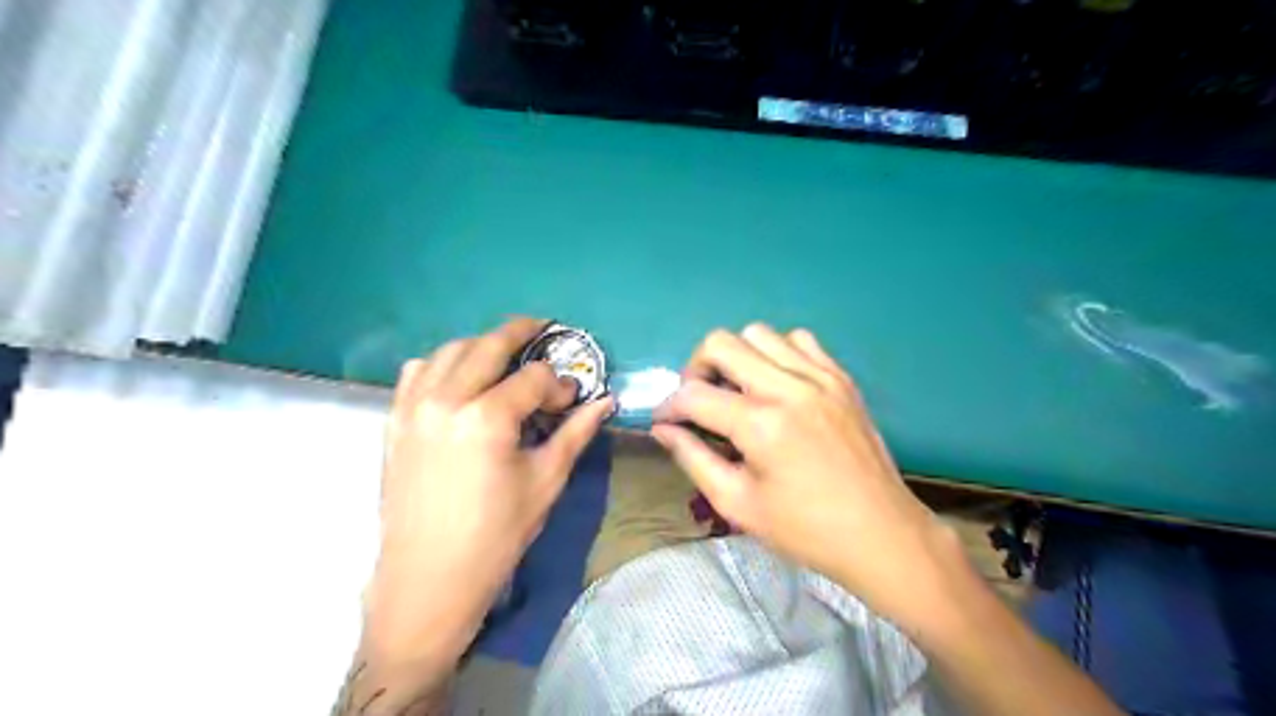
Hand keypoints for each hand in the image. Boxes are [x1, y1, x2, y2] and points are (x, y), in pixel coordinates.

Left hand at [360, 320, 614, 664]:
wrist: (428, 579)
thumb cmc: (495, 536)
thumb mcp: (545, 481)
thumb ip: (576, 432)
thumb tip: (605, 401)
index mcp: (487, 418)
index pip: (534, 378)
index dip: (559, 385)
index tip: (571, 401)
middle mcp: (445, 400)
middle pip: (488, 345)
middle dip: (521, 333)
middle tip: (543, 330)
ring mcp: (412, 408)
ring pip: (449, 351)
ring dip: (481, 346)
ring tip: (504, 359)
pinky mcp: (393, 422)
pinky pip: (416, 373)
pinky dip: (442, 364)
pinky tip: (459, 381)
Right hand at [658, 324, 944, 619]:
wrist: (882, 534)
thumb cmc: (805, 530)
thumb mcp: (738, 504)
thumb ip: (693, 458)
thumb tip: (662, 428)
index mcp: (761, 425)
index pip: (693, 394)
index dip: (669, 406)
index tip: (666, 422)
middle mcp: (789, 388)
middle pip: (721, 343)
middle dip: (696, 369)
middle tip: (701, 401)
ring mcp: (820, 377)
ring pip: (759, 333)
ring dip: (737, 357)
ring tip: (739, 391)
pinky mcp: (841, 377)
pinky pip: (799, 340)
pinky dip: (777, 353)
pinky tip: (777, 385)